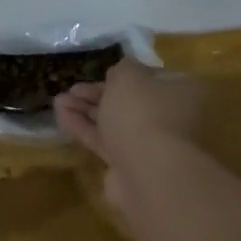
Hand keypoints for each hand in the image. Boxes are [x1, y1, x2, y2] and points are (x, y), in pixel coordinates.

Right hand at [56, 60, 205, 217]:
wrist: (148, 171)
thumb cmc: (143, 113)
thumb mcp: (128, 76)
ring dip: (86, 111)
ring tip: (58, 101)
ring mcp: (152, 145)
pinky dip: (85, 129)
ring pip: (115, 123)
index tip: (99, 74)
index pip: (152, 79)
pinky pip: (106, 143)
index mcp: (183, 92)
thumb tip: (119, 75)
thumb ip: (122, 69)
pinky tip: (62, 117)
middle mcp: (172, 119)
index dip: (123, 76)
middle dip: (98, 95)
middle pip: (131, 102)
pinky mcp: (131, 166)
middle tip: (72, 89)